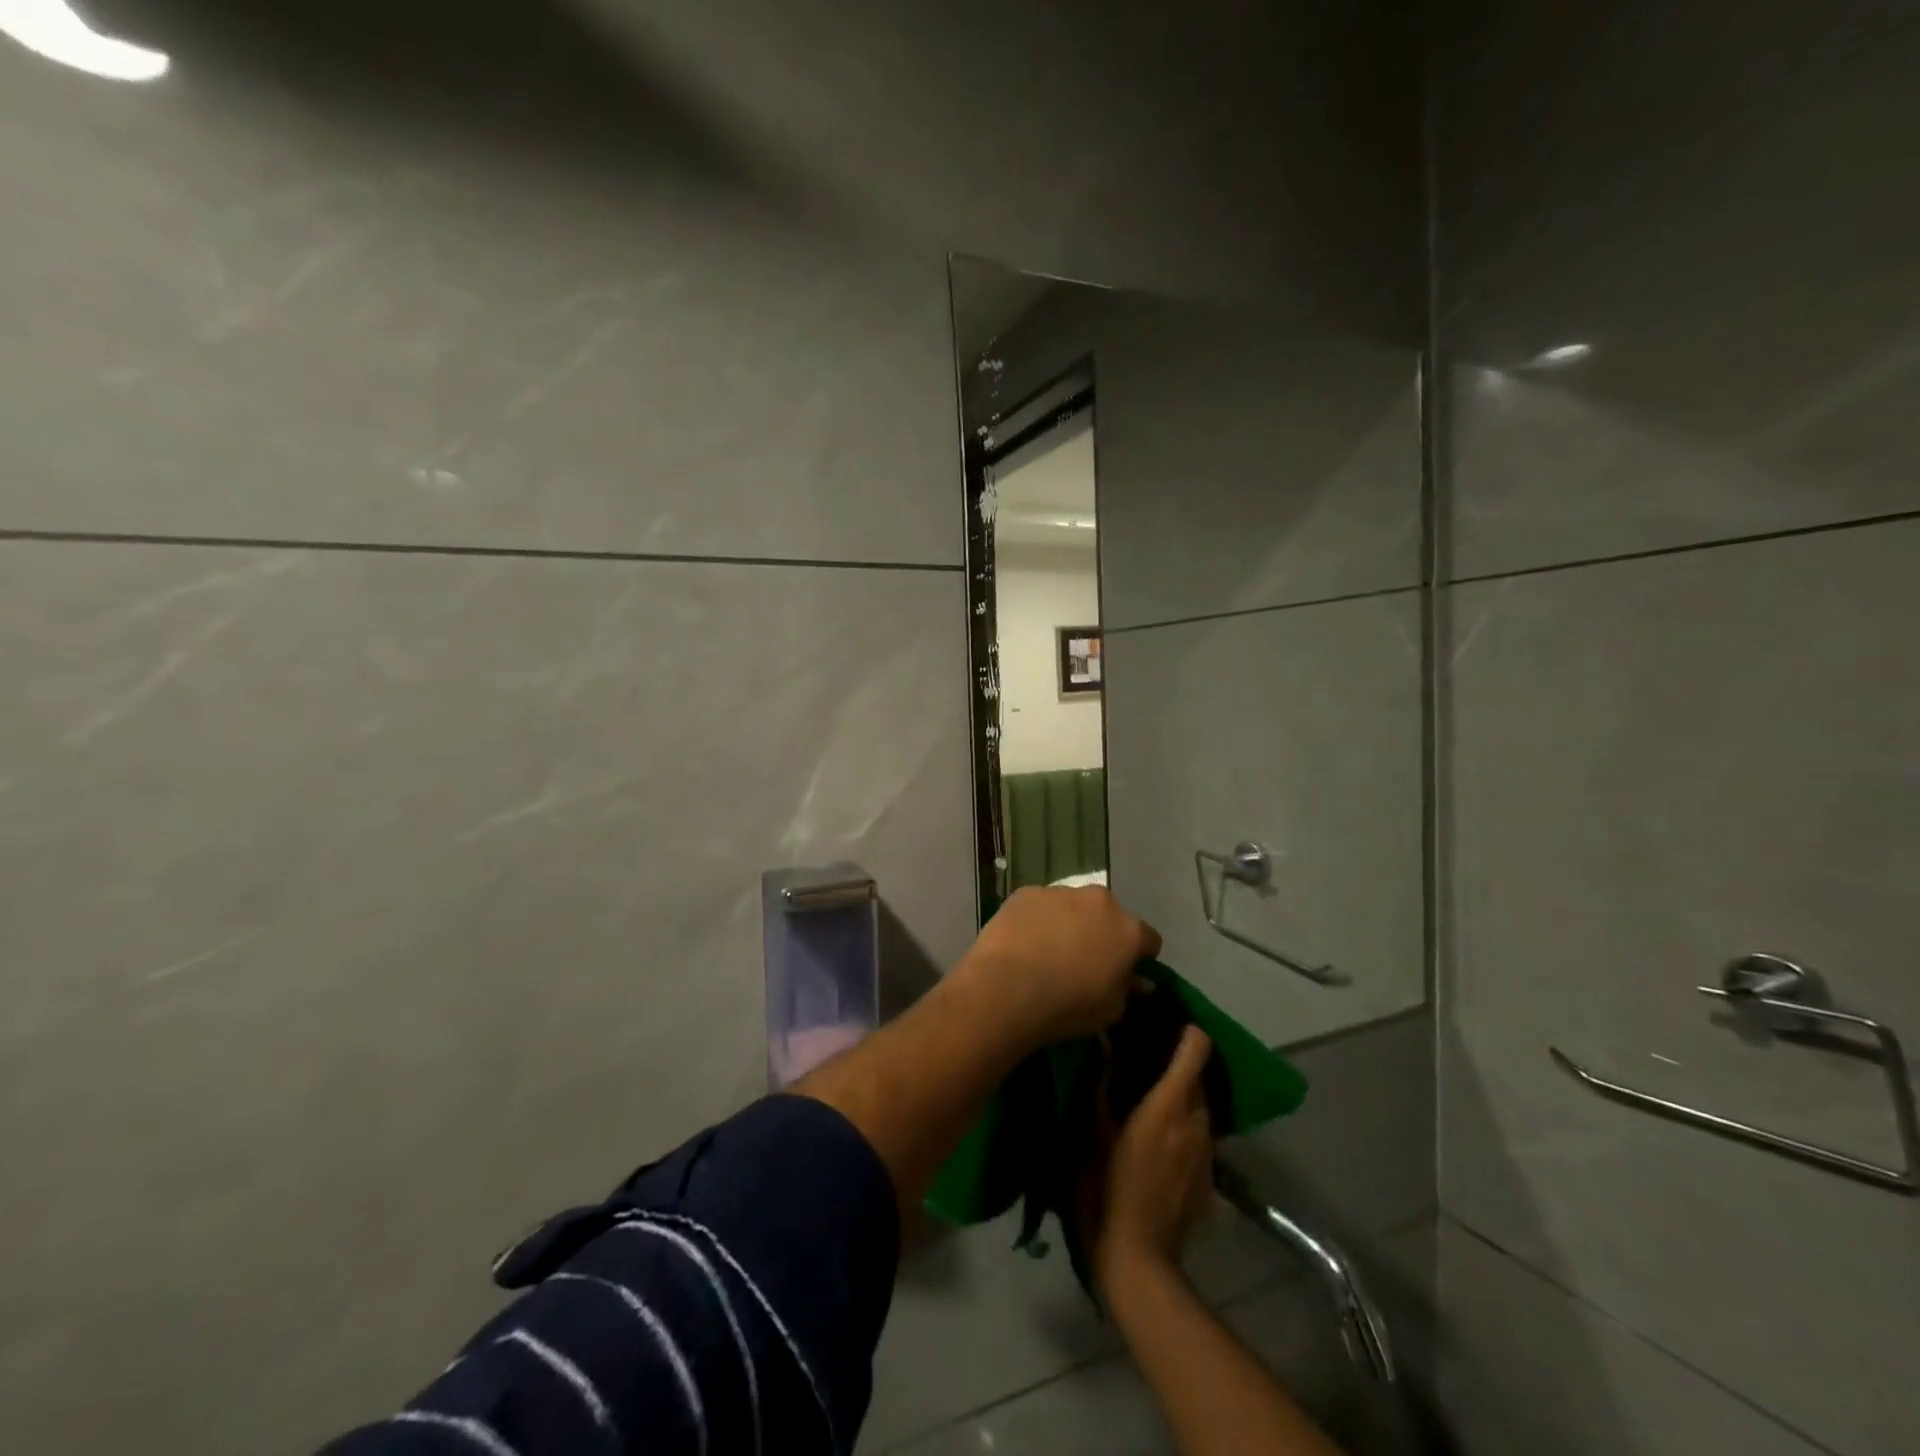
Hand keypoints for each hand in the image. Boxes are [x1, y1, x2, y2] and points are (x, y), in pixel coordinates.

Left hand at [957, 885, 1160, 1047]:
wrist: (1006, 988)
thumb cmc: (1067, 1006)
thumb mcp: (1111, 1011)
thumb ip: (1128, 989)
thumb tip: (1138, 980)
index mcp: (1128, 929)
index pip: (1148, 939)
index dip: (1139, 957)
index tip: (1125, 973)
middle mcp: (1099, 901)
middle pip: (1109, 915)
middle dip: (1102, 933)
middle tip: (1085, 961)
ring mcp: (1060, 891)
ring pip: (1072, 906)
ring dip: (1069, 922)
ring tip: (1049, 952)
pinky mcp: (1026, 892)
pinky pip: (1040, 905)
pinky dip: (1038, 919)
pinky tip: (1024, 943)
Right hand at [1092, 1025, 1215, 1296]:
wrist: (1137, 1263)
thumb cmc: (1106, 1189)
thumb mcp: (1090, 1131)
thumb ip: (1098, 1081)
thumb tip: (1102, 1039)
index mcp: (1170, 1103)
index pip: (1197, 1048)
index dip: (1185, 1030)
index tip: (1160, 1022)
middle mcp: (1197, 1121)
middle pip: (1198, 1075)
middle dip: (1176, 1062)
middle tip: (1142, 1057)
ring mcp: (1207, 1153)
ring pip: (1200, 1107)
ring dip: (1180, 1096)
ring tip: (1148, 1096)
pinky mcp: (1209, 1180)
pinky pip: (1200, 1137)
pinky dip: (1183, 1127)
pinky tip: (1156, 1141)